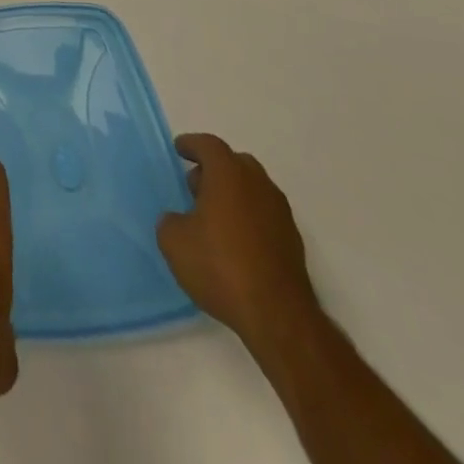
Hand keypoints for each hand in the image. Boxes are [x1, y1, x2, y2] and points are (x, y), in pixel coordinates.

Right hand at [157, 133, 319, 353]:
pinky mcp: (293, 243)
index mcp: (229, 175)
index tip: (179, 149)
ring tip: (213, 218)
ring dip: (233, 194)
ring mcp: (280, 214)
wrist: (278, 318)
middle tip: (195, 186)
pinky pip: (264, 215)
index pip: (209, 145)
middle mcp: (258, 186)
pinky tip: (234, 242)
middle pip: (236, 163)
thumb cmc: (220, 266)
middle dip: (215, 169)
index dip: (191, 145)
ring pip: (253, 189)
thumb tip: (182, 221)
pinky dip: (248, 218)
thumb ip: (171, 221)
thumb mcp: (174, 241)